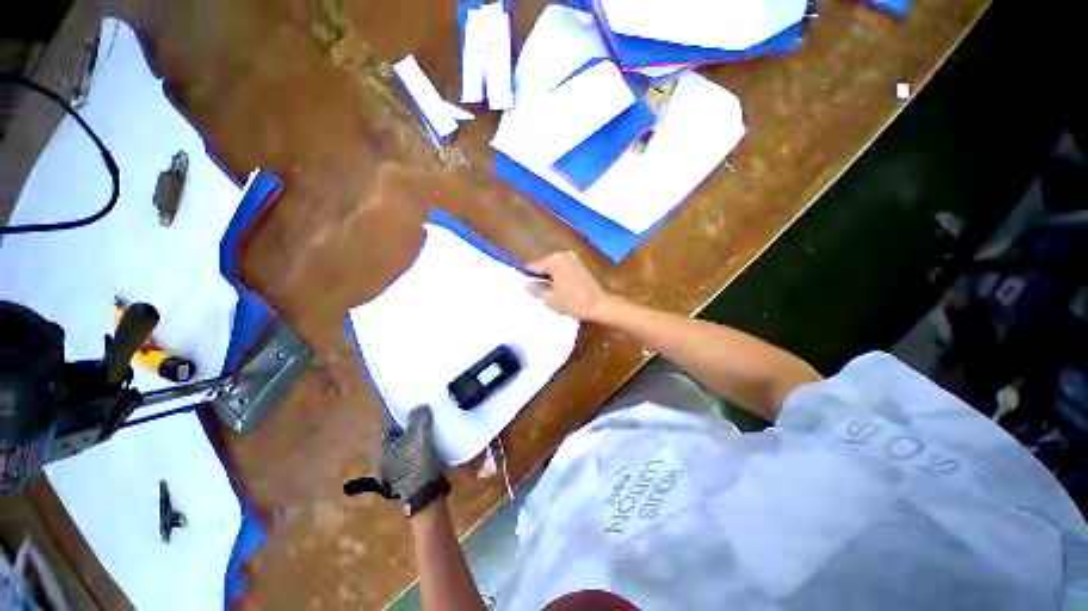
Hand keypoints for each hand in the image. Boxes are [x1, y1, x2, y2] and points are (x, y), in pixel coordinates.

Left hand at [375, 406, 446, 501]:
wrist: (426, 495)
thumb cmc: (418, 463)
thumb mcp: (419, 435)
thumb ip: (419, 417)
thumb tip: (420, 407)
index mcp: (381, 449)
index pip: (391, 426)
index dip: (404, 417)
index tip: (419, 412)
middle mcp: (383, 461)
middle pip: (399, 438)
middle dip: (412, 429)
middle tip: (428, 422)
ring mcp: (394, 474)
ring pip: (407, 449)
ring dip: (418, 442)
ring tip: (433, 434)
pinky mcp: (407, 481)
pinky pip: (413, 460)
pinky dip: (421, 453)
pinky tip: (433, 450)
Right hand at [525, 251, 617, 321]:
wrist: (599, 305)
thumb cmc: (573, 302)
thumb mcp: (550, 298)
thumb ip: (537, 290)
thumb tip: (528, 286)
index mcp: (554, 260)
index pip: (534, 266)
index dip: (526, 275)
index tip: (519, 282)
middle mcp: (563, 255)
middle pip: (544, 265)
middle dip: (538, 276)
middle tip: (531, 289)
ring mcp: (574, 259)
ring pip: (554, 267)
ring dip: (549, 276)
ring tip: (543, 290)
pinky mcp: (581, 266)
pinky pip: (563, 269)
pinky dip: (558, 276)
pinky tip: (556, 288)